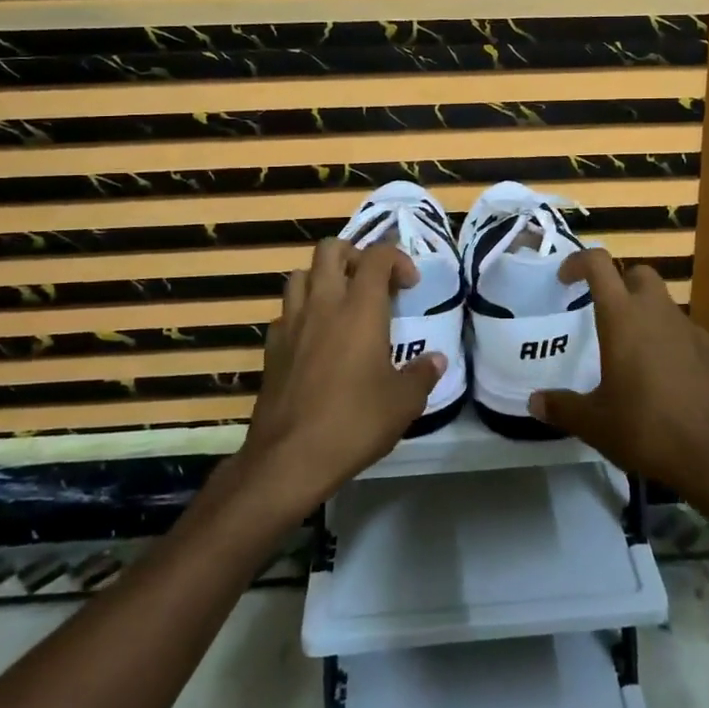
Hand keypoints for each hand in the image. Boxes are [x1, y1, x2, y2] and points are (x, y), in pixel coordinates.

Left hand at [240, 239, 444, 511]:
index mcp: (360, 308)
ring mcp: (292, 323)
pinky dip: (301, 312)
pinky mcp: (271, 347)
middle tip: (371, 282)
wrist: (289, 458)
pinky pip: (285, 312)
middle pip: (331, 249)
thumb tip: (437, 360)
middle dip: (354, 255)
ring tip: (340, 303)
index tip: (409, 285)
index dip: (397, 258)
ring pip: (301, 274)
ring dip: (322, 278)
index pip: (377, 256)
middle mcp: (323, 304)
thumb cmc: (355, 422)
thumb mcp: (403, 403)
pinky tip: (314, 338)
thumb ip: (422, 375)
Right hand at [527, 250, 708, 498]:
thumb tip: (534, 403)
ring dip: (645, 314)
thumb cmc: (647, 429)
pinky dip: (669, 340)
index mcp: (623, 317)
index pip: (598, 264)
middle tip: (603, 313)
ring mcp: (690, 329)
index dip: (579, 262)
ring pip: (663, 303)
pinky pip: (684, 332)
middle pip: (638, 274)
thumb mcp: (595, 423)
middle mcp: (657, 312)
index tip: (565, 280)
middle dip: (618, 283)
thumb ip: (562, 408)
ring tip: (631, 353)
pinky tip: (664, 376)